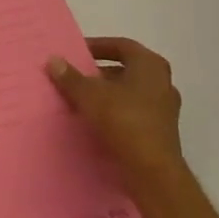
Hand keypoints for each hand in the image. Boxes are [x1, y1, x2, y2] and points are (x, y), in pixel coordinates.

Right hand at [46, 36, 183, 182]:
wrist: (152, 171)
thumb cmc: (123, 120)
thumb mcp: (89, 94)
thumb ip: (70, 76)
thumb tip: (53, 59)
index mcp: (150, 65)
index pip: (121, 45)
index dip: (98, 46)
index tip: (77, 52)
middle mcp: (162, 83)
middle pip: (126, 69)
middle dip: (100, 72)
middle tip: (76, 75)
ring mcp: (165, 109)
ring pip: (130, 92)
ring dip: (107, 93)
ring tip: (82, 98)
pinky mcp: (161, 132)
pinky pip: (134, 112)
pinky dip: (116, 111)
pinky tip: (96, 120)